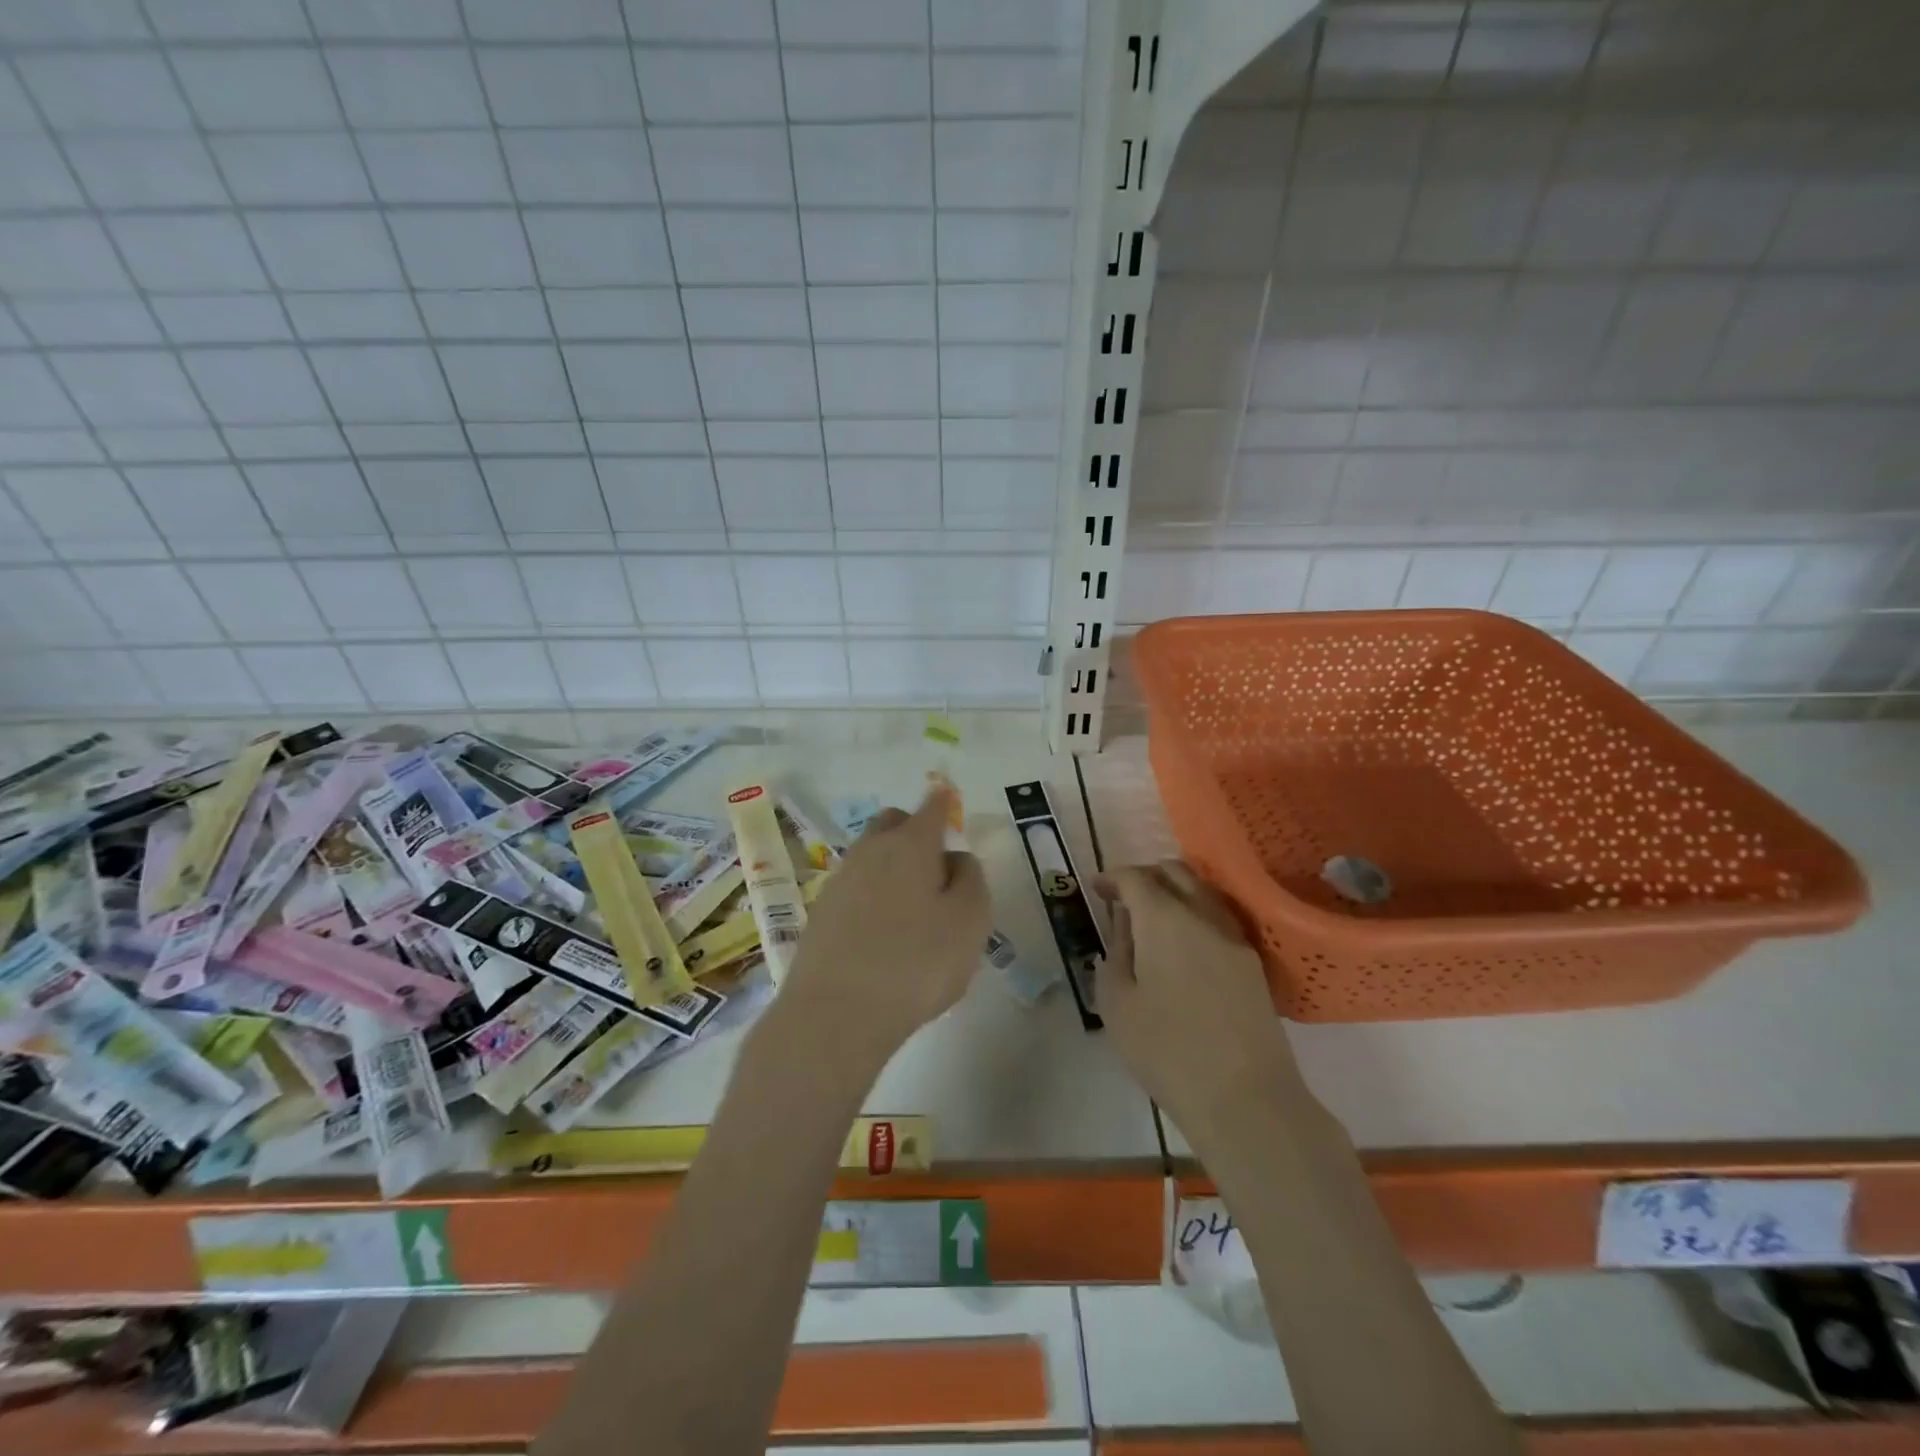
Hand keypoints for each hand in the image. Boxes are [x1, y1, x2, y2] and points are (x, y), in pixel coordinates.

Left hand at [785, 785, 991, 1060]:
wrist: (835, 1014)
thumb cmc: (916, 963)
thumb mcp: (969, 922)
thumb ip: (970, 880)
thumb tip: (955, 858)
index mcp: (911, 845)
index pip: (931, 807)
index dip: (942, 801)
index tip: (946, 795)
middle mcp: (871, 851)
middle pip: (891, 823)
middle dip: (912, 829)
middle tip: (934, 863)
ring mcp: (839, 880)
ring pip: (870, 855)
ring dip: (891, 865)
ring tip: (912, 906)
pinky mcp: (821, 912)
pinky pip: (854, 887)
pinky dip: (872, 894)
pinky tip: (882, 930)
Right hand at [1096, 863, 1305, 1142]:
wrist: (1246, 1099)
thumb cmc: (1167, 1051)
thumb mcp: (1117, 1004)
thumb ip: (1116, 953)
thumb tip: (1125, 926)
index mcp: (1165, 919)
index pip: (1136, 878)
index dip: (1112, 878)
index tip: (1097, 889)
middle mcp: (1204, 916)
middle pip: (1176, 873)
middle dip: (1146, 876)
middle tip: (1123, 898)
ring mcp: (1235, 940)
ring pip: (1203, 893)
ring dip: (1175, 892)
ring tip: (1152, 919)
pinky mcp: (1254, 965)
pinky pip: (1220, 920)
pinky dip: (1196, 915)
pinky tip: (1183, 945)